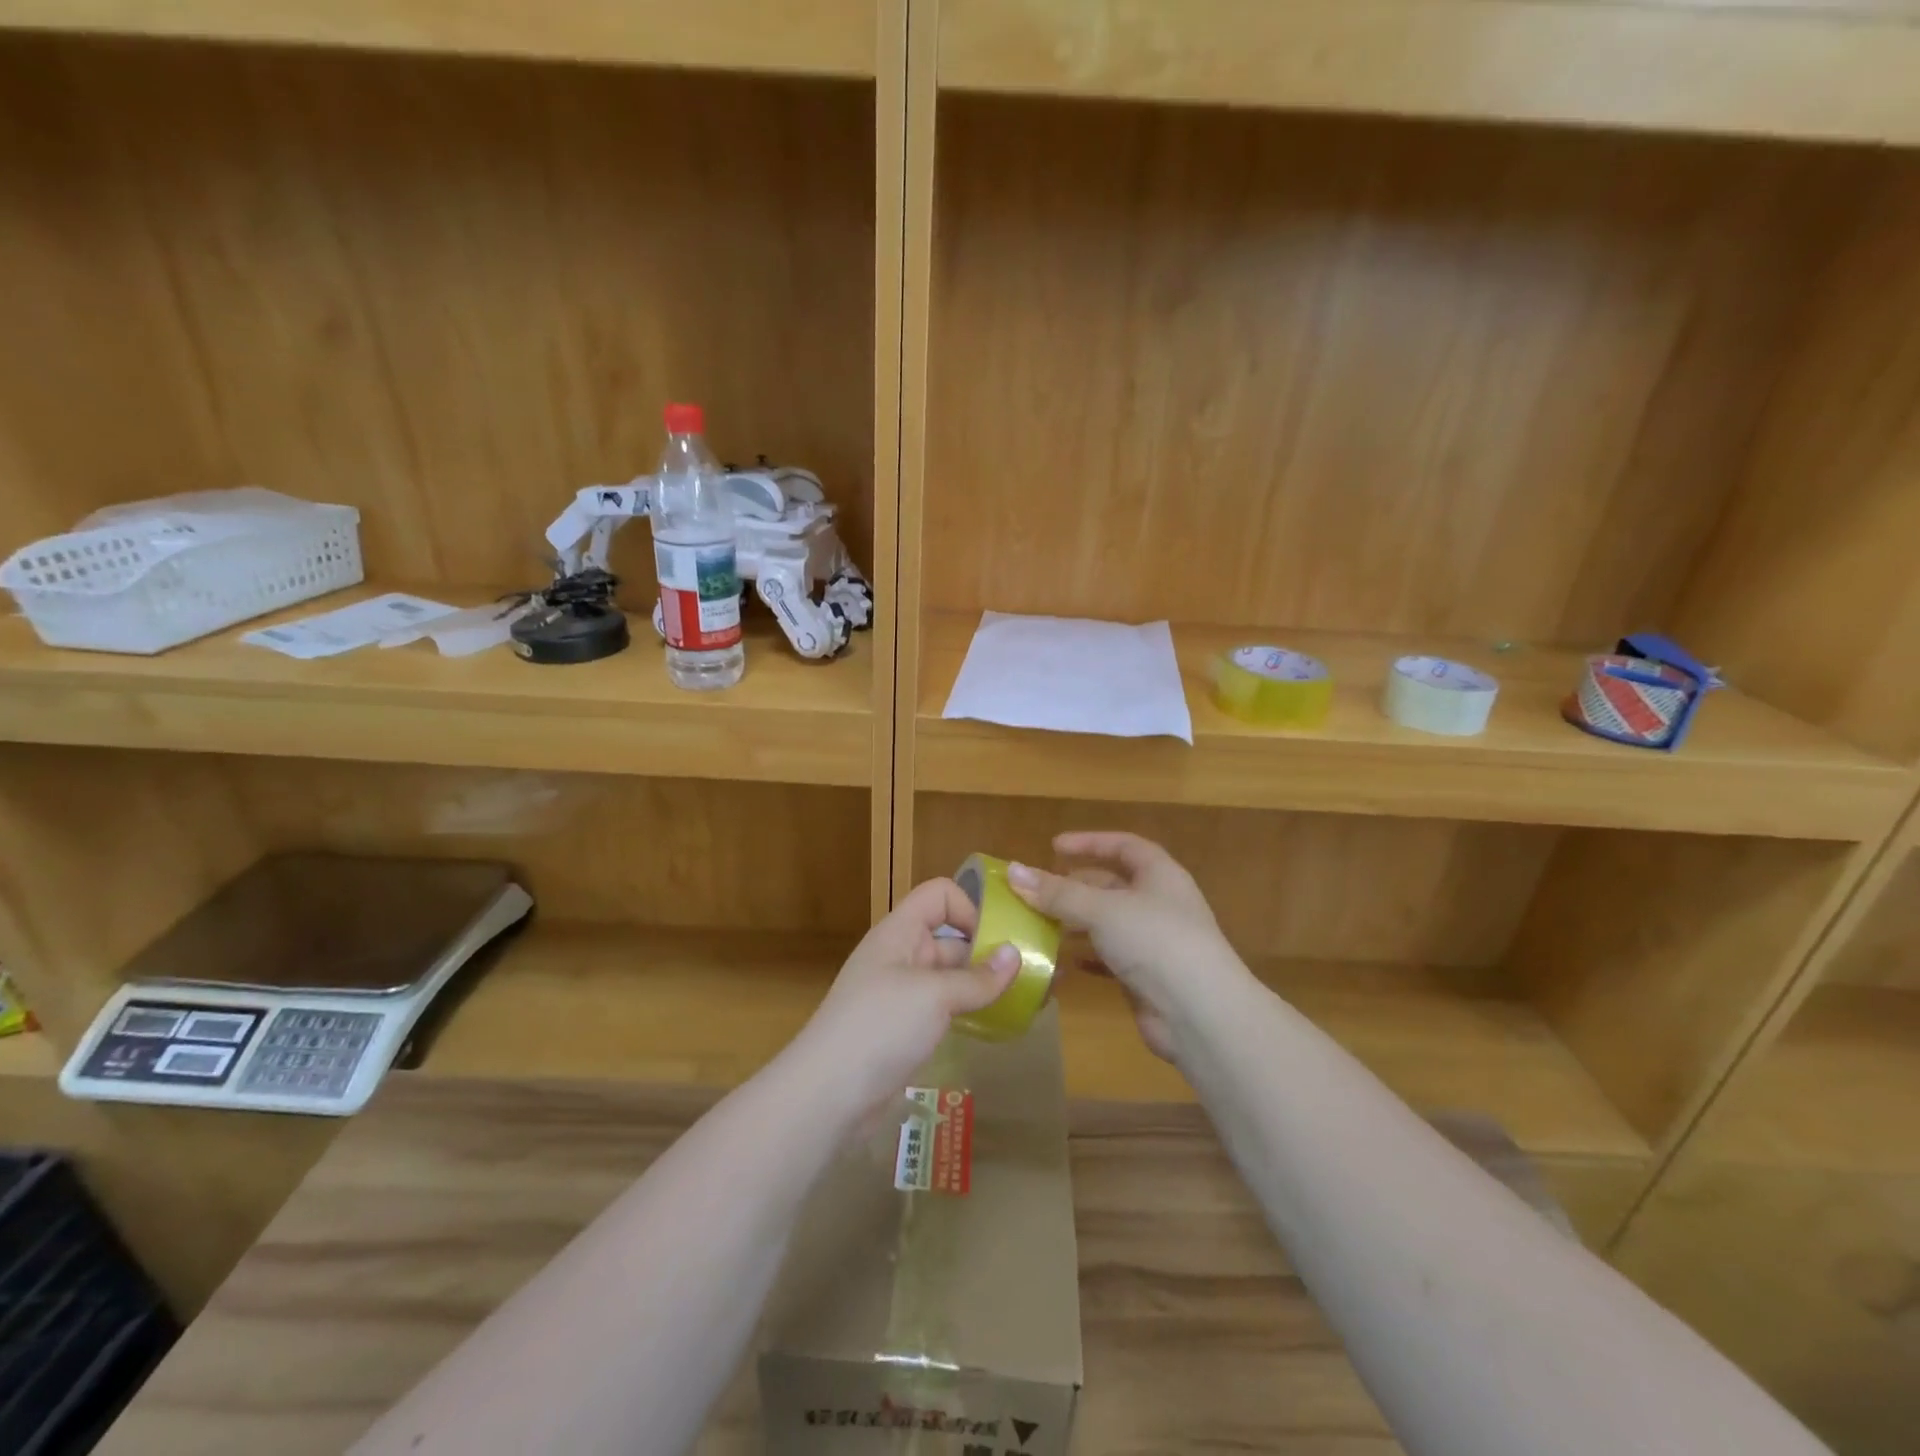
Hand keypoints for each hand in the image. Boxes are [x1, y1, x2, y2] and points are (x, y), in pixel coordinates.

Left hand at [794, 876, 1019, 1112]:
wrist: (827, 1095)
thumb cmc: (880, 1027)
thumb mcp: (933, 996)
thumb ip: (978, 977)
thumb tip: (1017, 955)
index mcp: (900, 932)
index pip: (939, 895)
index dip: (970, 907)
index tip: (999, 938)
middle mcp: (902, 955)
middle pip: (952, 936)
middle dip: (990, 949)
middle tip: (1036, 970)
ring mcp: (904, 994)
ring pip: (952, 976)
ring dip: (986, 983)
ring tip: (1030, 997)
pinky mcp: (907, 1028)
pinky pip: (946, 1007)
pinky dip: (972, 1009)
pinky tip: (1000, 1023)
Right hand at [1006, 831, 1243, 1063]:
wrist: (1199, 1014)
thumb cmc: (1155, 941)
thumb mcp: (1102, 909)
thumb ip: (1057, 893)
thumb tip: (1013, 872)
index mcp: (1160, 875)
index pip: (1124, 846)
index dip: (1090, 843)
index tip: (1054, 847)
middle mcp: (1159, 903)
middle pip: (1112, 885)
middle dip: (1075, 887)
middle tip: (1037, 892)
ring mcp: (1154, 942)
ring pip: (1108, 923)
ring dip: (1076, 923)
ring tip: (1038, 925)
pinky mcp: (1146, 977)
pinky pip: (1109, 958)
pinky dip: (1086, 957)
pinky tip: (1061, 962)